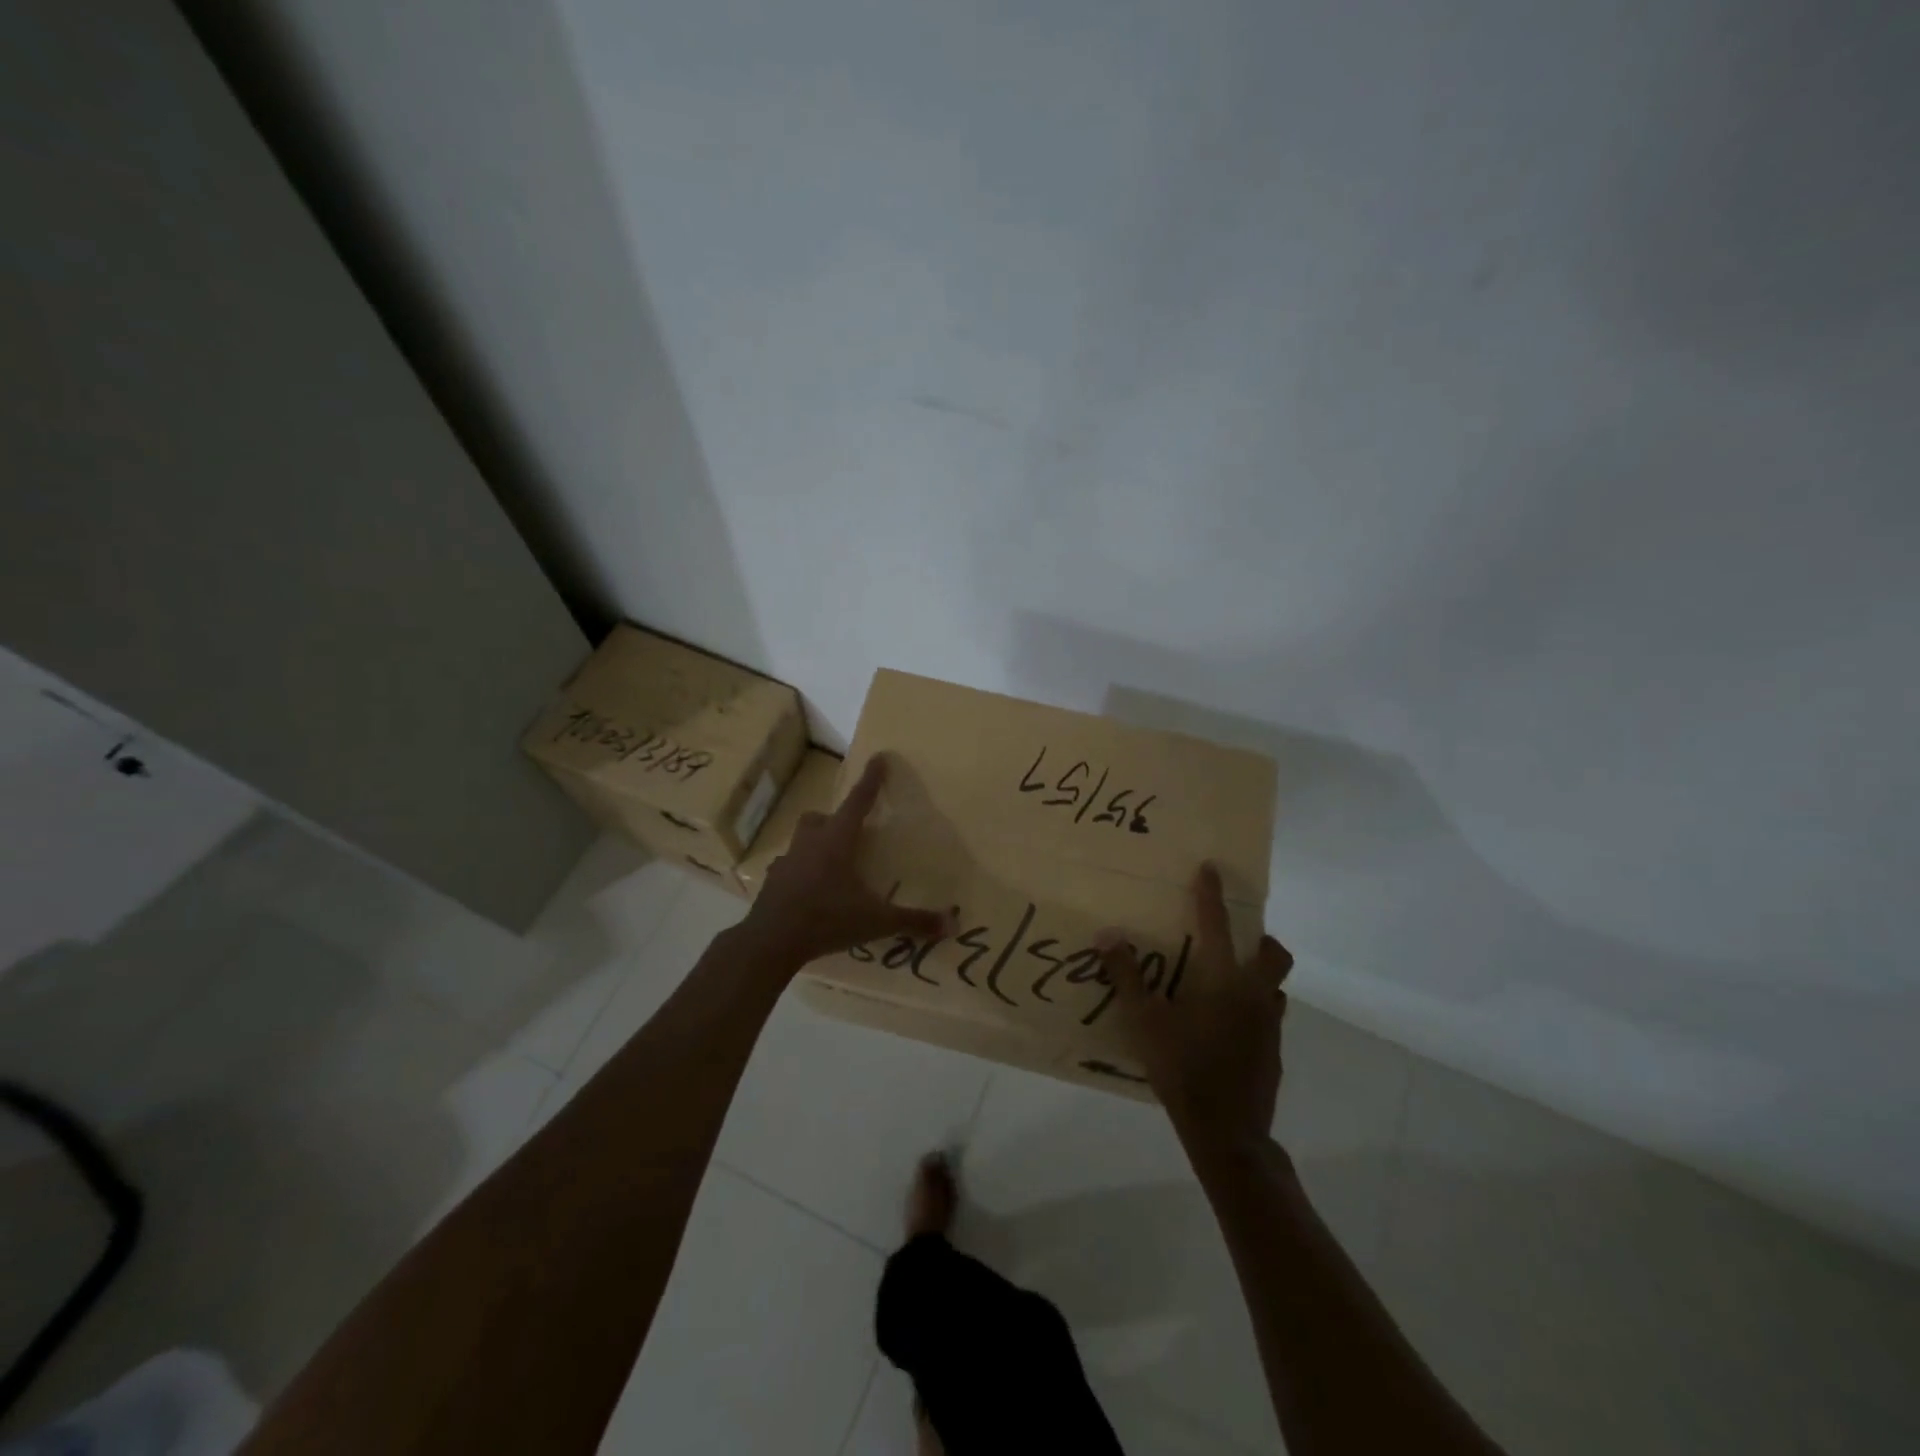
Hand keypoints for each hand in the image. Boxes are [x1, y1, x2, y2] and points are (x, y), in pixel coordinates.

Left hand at [741, 754, 950, 971]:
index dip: (871, 780)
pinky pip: (787, 869)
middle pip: (819, 818)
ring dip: (815, 845)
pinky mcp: (772, 883)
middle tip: (850, 833)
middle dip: (834, 819)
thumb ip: (913, 920)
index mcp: (837, 841)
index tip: (879, 757)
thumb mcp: (875, 921)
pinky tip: (809, 892)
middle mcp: (810, 844)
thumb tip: (953, 925)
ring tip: (831, 865)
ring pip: (801, 840)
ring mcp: (787, 862)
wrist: (771, 941)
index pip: (858, 802)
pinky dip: (799, 873)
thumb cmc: (827, 919)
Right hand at [1101, 863, 1293, 1154]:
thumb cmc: (1184, 1069)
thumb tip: (1108, 935)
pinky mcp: (1273, 1054)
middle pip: (1274, 955)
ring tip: (1226, 984)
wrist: (1228, 1133)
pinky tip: (1226, 1028)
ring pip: (1274, 988)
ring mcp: (1270, 1027)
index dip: (1212, 895)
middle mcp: (1255, 996)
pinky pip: (1268, 1018)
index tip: (1211, 869)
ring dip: (1258, 976)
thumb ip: (1127, 977)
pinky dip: (1253, 1010)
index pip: (1218, 925)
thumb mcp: (1145, 1022)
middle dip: (1259, 939)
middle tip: (1233, 939)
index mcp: (1225, 981)